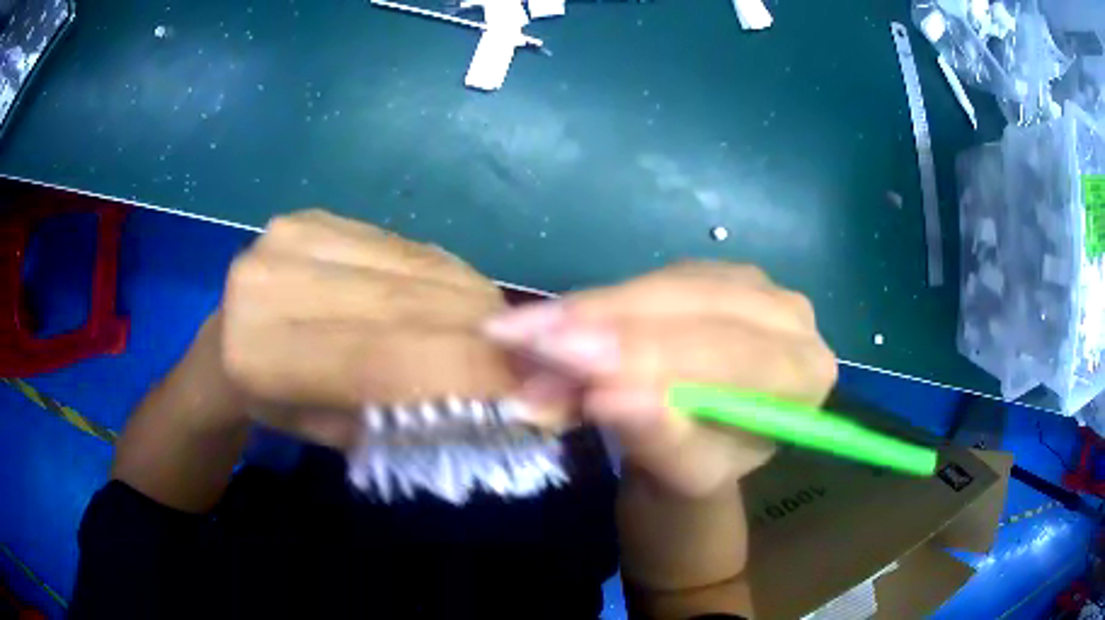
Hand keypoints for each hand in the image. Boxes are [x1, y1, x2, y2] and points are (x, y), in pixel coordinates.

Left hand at [213, 209, 516, 447]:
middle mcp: (269, 282)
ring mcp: (290, 236)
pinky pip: (404, 245)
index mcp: (262, 357)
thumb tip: (512, 401)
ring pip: (415, 266)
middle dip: (485, 332)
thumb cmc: (278, 407)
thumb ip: (412, 419)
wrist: (224, 347)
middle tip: (531, 356)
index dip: (466, 369)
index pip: (381, 358)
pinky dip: (442, 276)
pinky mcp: (312, 214)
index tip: (534, 385)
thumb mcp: (337, 437)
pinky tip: (449, 300)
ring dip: (471, 301)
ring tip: (495, 331)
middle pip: (406, 303)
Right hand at [484, 262, 837, 498]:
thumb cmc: (703, 467)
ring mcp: (748, 283)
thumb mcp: (685, 472)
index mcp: (804, 372)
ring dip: (587, 311)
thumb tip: (609, 397)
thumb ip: (660, 438)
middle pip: (694, 306)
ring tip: (521, 334)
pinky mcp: (708, 272)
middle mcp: (787, 315)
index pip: (732, 353)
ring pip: (662, 284)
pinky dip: (594, 303)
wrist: (703, 442)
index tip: (566, 355)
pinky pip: (646, 279)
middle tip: (522, 337)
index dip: (649, 352)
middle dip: (604, 323)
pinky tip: (551, 321)